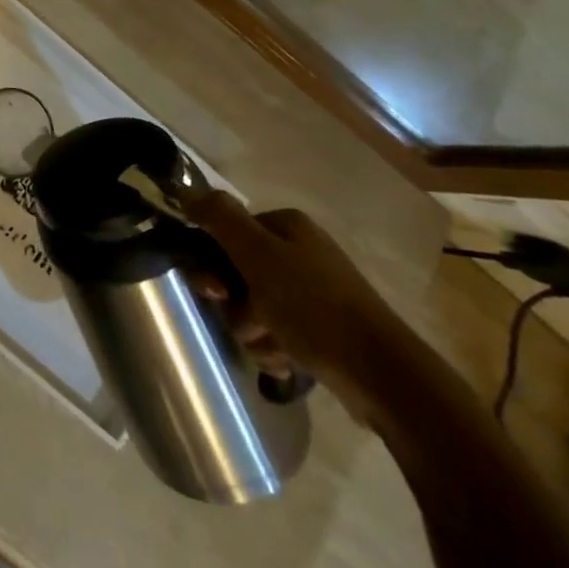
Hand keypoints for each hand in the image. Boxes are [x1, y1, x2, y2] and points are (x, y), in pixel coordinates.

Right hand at [183, 191, 419, 421]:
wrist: (381, 376)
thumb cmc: (314, 307)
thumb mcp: (258, 254)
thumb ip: (220, 218)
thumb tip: (186, 191)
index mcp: (285, 227)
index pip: (225, 234)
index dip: (211, 262)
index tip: (215, 290)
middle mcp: (298, 252)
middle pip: (236, 273)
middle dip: (234, 304)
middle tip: (247, 322)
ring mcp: (311, 292)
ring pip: (252, 307)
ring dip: (252, 331)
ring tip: (274, 347)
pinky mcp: (320, 329)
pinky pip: (275, 333)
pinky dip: (274, 348)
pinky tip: (288, 360)